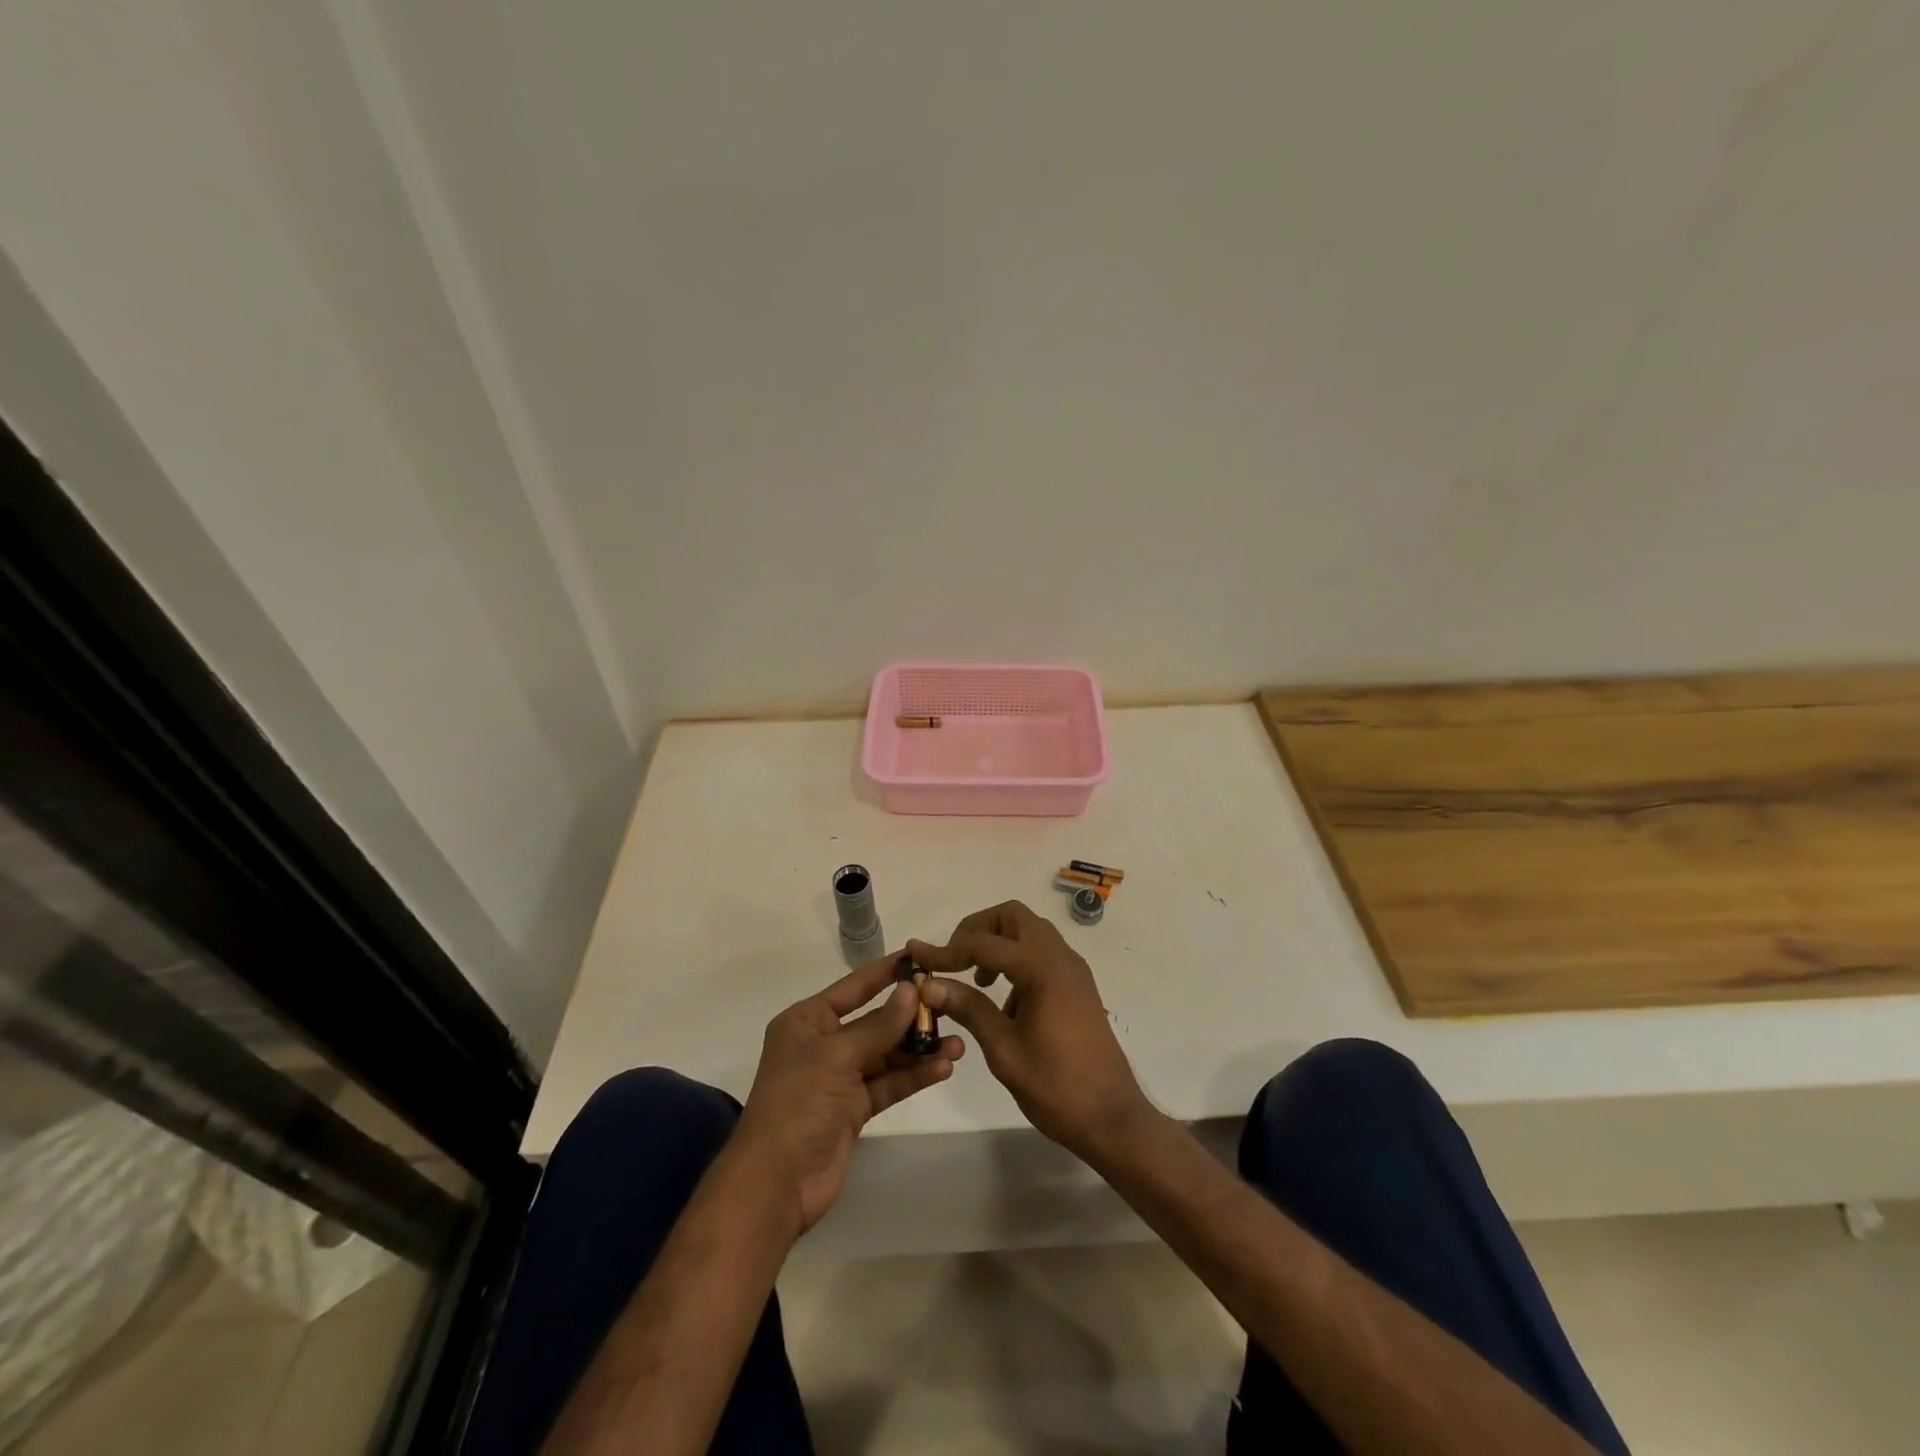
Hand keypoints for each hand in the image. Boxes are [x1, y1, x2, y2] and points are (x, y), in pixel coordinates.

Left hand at [732, 955, 964, 1234]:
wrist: (776, 1183)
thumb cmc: (798, 1103)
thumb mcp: (837, 1056)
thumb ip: (879, 1025)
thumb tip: (910, 990)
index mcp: (807, 1021)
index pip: (854, 987)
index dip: (885, 973)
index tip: (920, 958)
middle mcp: (823, 1044)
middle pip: (875, 1021)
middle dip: (911, 1016)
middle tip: (951, 1006)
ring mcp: (839, 1078)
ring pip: (887, 1054)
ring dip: (919, 1049)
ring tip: (958, 1044)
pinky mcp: (854, 1109)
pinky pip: (889, 1083)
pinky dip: (914, 1076)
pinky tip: (944, 1068)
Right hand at [907, 901, 1150, 1159]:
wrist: (1112, 1117)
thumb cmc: (1056, 1086)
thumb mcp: (1003, 1049)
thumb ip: (968, 1008)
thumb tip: (928, 985)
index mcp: (1041, 968)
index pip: (984, 943)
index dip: (945, 950)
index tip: (916, 956)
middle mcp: (1060, 957)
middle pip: (1012, 917)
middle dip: (977, 930)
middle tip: (954, 960)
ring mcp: (1073, 969)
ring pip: (1029, 931)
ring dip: (998, 943)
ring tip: (977, 982)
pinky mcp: (1077, 985)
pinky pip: (1042, 952)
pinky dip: (1017, 959)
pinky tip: (1004, 1001)